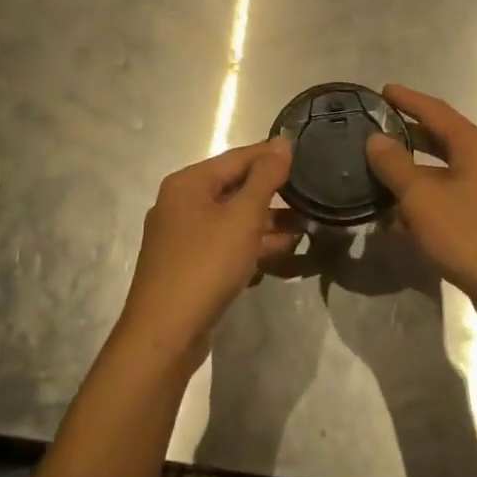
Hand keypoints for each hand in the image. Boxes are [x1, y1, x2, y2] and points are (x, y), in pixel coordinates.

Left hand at [117, 138, 297, 368]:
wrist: (165, 334)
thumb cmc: (206, 265)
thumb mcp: (243, 217)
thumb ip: (265, 178)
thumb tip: (282, 142)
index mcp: (188, 184)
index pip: (238, 157)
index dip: (272, 156)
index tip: (307, 157)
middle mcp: (181, 204)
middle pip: (235, 188)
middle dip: (273, 194)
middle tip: (311, 196)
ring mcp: (183, 237)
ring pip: (232, 219)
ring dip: (267, 222)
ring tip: (305, 227)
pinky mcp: (188, 266)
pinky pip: (226, 244)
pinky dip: (252, 245)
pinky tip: (282, 252)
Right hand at [365, 84, 476, 327]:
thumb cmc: (468, 234)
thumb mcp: (421, 198)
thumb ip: (395, 165)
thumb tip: (376, 139)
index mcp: (476, 146)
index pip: (436, 111)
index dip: (408, 100)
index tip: (383, 91)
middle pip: (445, 139)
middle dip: (411, 136)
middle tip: (379, 132)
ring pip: (450, 172)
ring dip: (418, 173)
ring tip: (385, 176)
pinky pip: (457, 198)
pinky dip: (432, 200)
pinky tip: (407, 219)